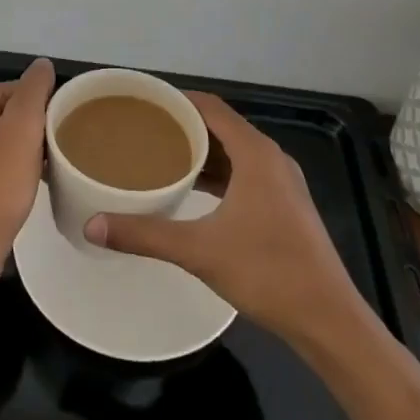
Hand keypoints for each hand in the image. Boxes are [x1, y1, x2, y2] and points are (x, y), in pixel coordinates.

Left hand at [0, 58, 54, 287]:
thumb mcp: (23, 127)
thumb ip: (35, 89)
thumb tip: (43, 64)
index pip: (24, 90)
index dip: (46, 110)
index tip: (60, 135)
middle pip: (19, 111)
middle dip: (40, 129)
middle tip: (59, 153)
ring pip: (15, 136)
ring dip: (35, 149)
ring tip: (53, 168)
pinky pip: (6, 158)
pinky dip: (23, 166)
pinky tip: (38, 182)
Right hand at [85, 91, 364, 345]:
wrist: (328, 318)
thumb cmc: (267, 272)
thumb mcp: (199, 251)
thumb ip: (144, 234)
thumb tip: (92, 225)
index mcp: (255, 153)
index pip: (210, 107)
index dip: (177, 100)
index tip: (143, 103)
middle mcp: (271, 158)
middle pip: (221, 126)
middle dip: (183, 126)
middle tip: (142, 131)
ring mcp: (281, 182)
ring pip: (233, 152)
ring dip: (200, 152)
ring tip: (160, 156)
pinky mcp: (284, 205)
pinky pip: (244, 173)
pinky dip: (217, 173)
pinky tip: (192, 189)